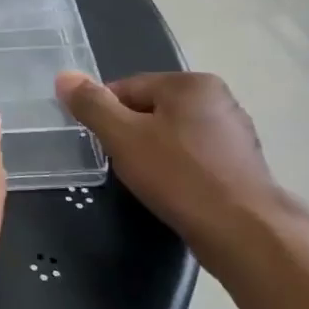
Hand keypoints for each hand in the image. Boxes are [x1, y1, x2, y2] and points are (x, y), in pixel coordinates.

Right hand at [56, 71, 308, 268]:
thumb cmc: (179, 176)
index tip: (100, 145)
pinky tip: (175, 192)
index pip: (128, 88)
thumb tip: (64, 76)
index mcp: (190, 83)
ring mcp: (234, 131)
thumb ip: (92, 105)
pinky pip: (195, 157)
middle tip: (124, 166)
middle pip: (152, 110)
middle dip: (132, 135)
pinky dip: (179, 170)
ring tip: (150, 183)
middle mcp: (218, 98)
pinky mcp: (242, 163)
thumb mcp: (123, 138)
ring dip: (155, 154)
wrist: (244, 232)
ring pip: (174, 135)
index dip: (106, 115)